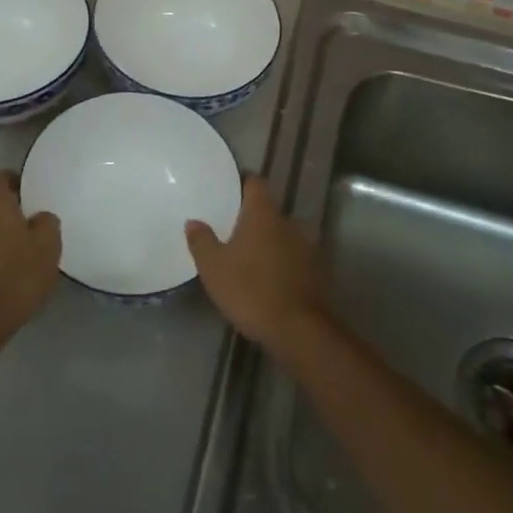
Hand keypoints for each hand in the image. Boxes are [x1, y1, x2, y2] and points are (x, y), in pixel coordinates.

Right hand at [186, 176, 327, 354]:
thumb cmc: (250, 290)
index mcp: (263, 214)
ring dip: (270, 242)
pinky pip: (296, 257)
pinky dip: (284, 262)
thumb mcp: (213, 267)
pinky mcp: (318, 271)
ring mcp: (308, 246)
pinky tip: (270, 279)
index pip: (255, 183)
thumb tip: (194, 221)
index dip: (242, 183)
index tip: (229, 191)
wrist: (298, 329)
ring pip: (284, 235)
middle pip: (269, 210)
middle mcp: (289, 222)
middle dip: (253, 219)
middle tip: (233, 231)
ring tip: (251, 258)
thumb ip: (202, 241)